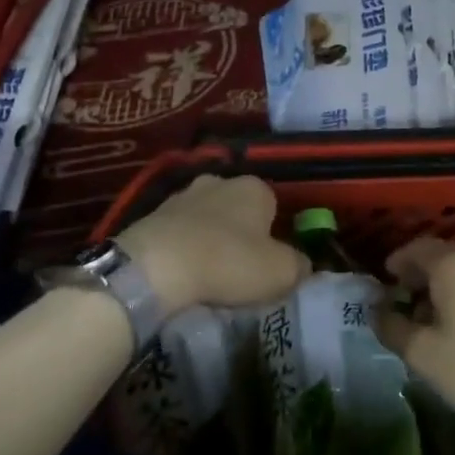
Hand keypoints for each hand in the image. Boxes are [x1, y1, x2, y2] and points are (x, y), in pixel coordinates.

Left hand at [118, 174, 307, 315]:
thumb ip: (299, 266)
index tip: (267, 261)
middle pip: (237, 208)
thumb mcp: (281, 272)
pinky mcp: (152, 214)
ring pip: (205, 217)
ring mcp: (182, 195)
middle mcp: (219, 181)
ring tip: (207, 272)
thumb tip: (302, 265)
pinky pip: (178, 231)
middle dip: (239, 231)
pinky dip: (182, 246)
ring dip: (207, 238)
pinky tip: (181, 271)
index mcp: (254, 187)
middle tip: (238, 268)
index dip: (272, 233)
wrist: (157, 266)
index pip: (273, 205)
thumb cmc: (229, 263)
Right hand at [376, 238, 454, 439]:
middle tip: (405, 303)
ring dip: (447, 289)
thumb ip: (394, 328)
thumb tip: (378, 311)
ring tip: (435, 321)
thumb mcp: (425, 356)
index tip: (385, 281)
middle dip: (421, 277)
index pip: (417, 249)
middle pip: (444, 258)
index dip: (397, 262)